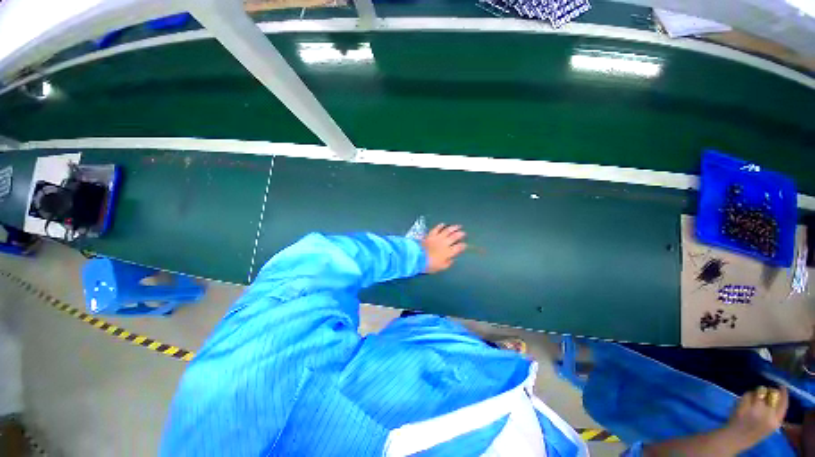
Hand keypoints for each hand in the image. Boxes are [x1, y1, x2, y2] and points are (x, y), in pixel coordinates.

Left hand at [422, 224, 466, 273]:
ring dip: (454, 228)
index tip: (465, 245)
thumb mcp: (440, 267)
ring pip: (447, 230)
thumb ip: (447, 263)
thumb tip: (451, 259)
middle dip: (460, 234)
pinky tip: (443, 224)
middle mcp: (445, 243)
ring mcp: (438, 237)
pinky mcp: (431, 234)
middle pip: (455, 236)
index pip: (458, 247)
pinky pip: (437, 228)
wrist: (417, 257)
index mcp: (448, 252)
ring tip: (458, 226)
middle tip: (464, 233)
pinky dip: (441, 226)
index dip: (463, 246)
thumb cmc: (429, 264)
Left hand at [724, 386, 788, 449]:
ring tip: (752, 400)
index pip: (783, 404)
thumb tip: (777, 396)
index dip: (783, 393)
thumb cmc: (753, 432)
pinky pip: (747, 394)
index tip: (782, 387)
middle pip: (771, 395)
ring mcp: (755, 410)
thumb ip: (774, 414)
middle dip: (768, 392)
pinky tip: (744, 402)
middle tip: (764, 394)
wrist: (736, 438)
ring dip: (756, 393)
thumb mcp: (770, 426)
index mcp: (775, 421)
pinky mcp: (744, 406)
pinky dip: (746, 396)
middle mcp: (767, 414)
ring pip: (759, 392)